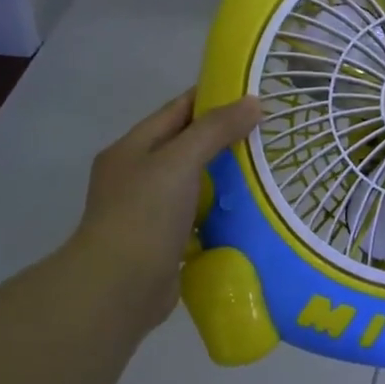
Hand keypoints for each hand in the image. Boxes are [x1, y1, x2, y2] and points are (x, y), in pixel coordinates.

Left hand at [67, 90, 261, 337]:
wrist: (118, 288)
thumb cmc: (145, 214)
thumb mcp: (180, 161)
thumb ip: (215, 130)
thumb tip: (253, 102)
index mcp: (132, 148)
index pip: (176, 110)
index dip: (210, 98)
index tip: (249, 95)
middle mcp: (136, 176)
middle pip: (185, 147)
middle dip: (222, 139)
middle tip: (266, 134)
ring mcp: (147, 212)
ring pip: (193, 184)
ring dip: (223, 178)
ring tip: (265, 172)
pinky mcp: (162, 242)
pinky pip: (196, 218)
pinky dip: (219, 212)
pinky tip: (247, 212)